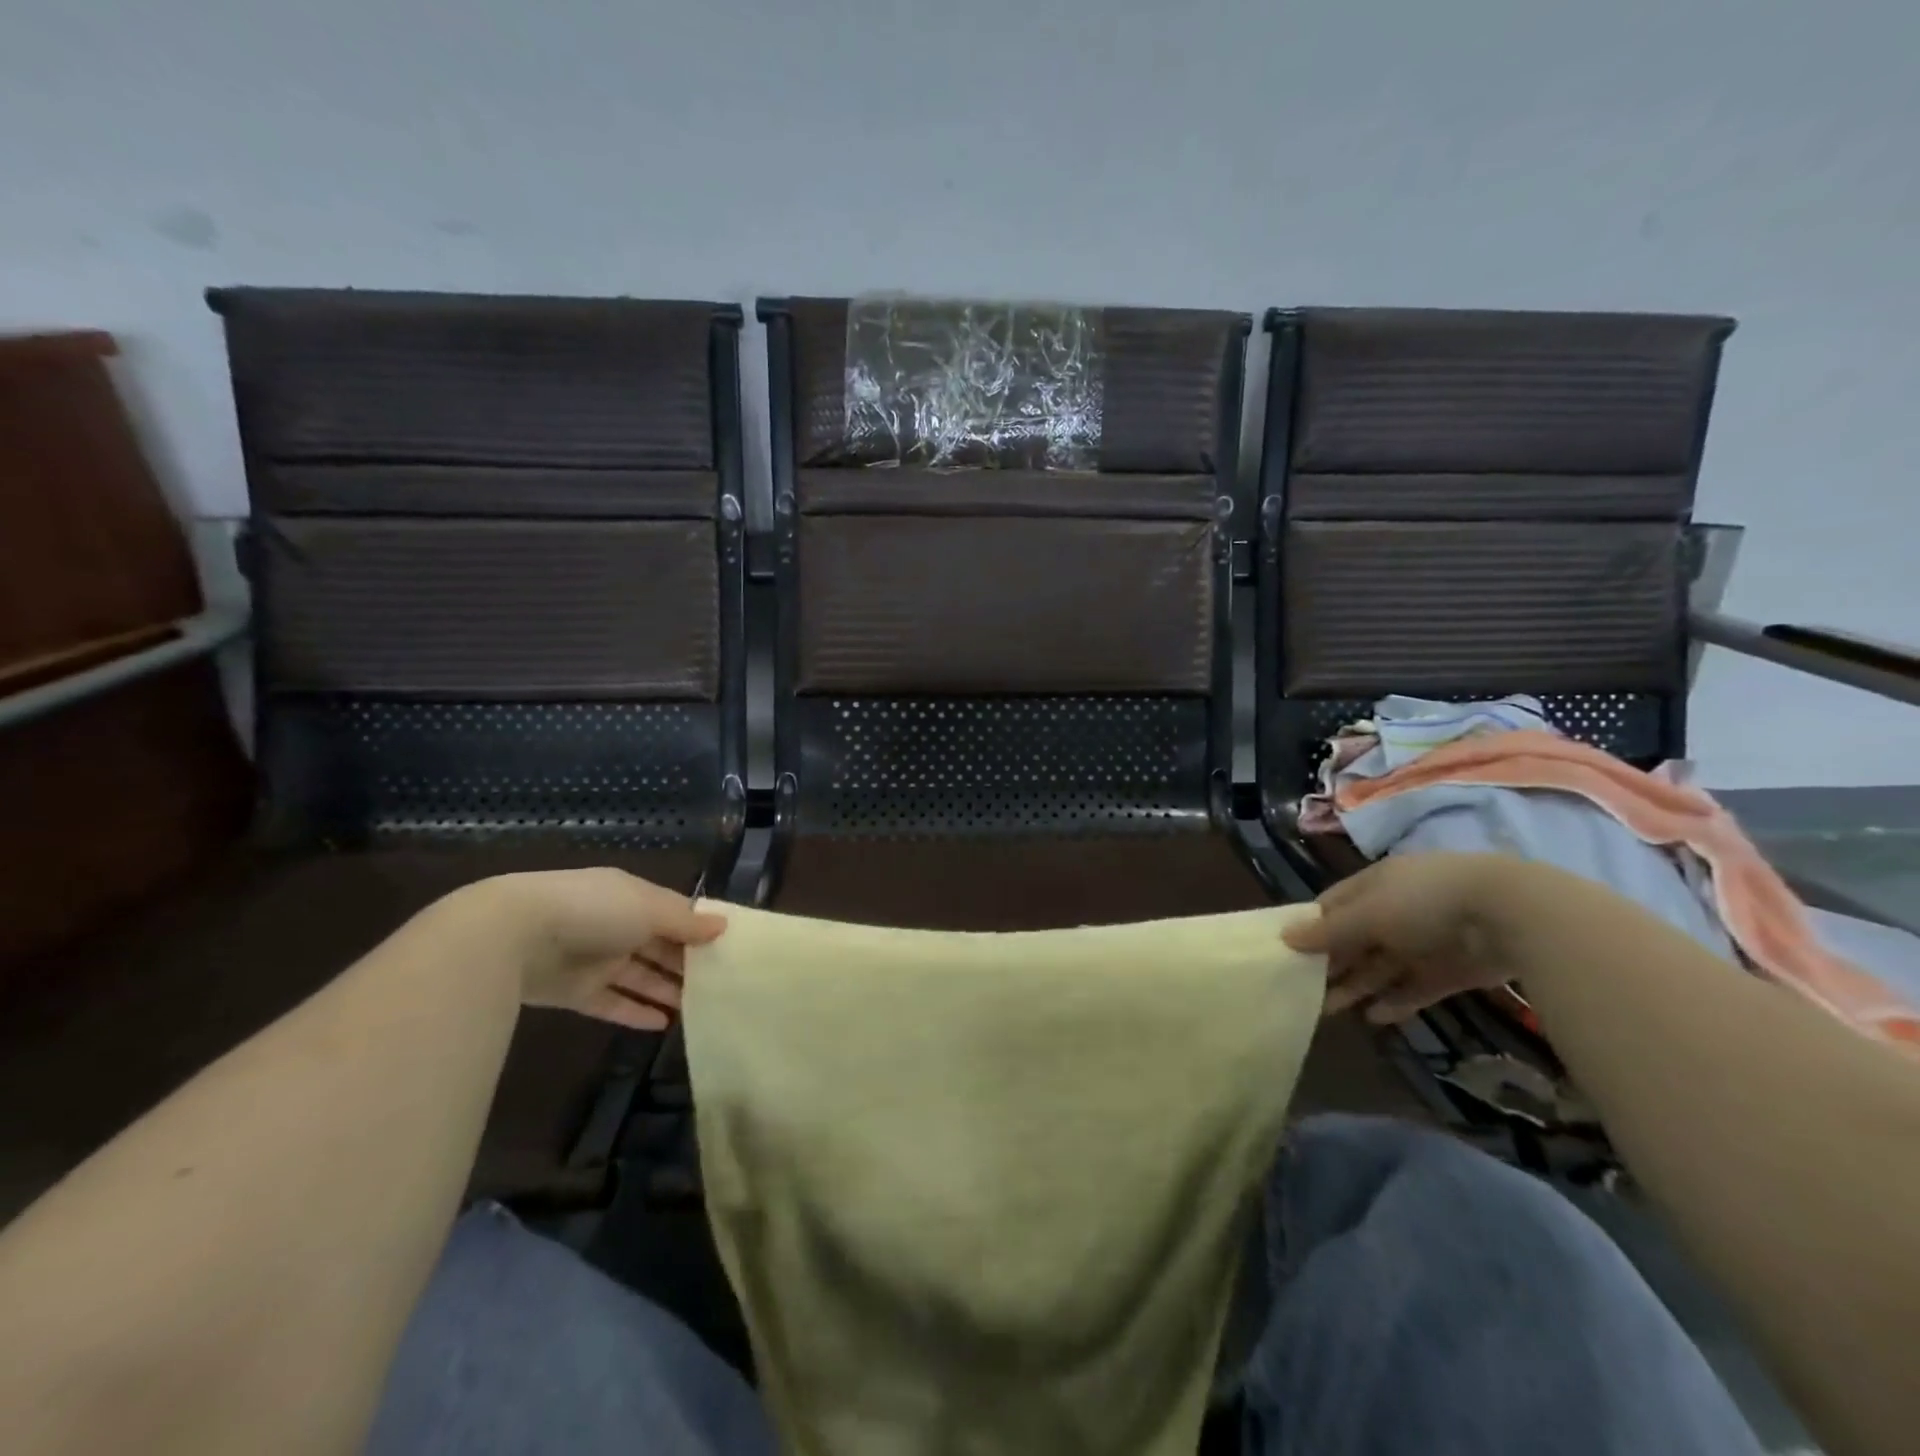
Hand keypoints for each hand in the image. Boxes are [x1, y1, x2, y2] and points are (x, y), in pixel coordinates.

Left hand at [448, 869, 726, 1030]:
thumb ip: (686, 922)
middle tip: (723, 984)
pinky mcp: (576, 992)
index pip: (675, 913)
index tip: (730, 948)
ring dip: (666, 990)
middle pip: (660, 946)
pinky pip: (613, 1003)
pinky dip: (636, 1013)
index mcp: (634, 897)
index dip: (700, 929)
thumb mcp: (649, 909)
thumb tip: (723, 926)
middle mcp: (617, 925)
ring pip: (640, 976)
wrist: (514, 937)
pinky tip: (664, 1025)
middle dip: (688, 963)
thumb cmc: (594, 910)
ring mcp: (596, 959)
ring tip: (700, 1008)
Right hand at [1282, 854, 1514, 1022]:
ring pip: (1383, 966)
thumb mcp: (1368, 914)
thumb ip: (1328, 930)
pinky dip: (1397, 1001)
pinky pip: (1416, 986)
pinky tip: (1376, 1017)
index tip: (1288, 953)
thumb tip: (1284, 937)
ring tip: (1331, 1011)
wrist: (1511, 916)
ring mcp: (1426, 941)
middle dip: (1332, 964)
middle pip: (1356, 940)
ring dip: (1359, 986)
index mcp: (1374, 886)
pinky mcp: (1452, 970)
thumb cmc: (1423, 902)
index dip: (1311, 927)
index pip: (1333, 906)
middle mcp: (1397, 911)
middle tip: (1304, 992)